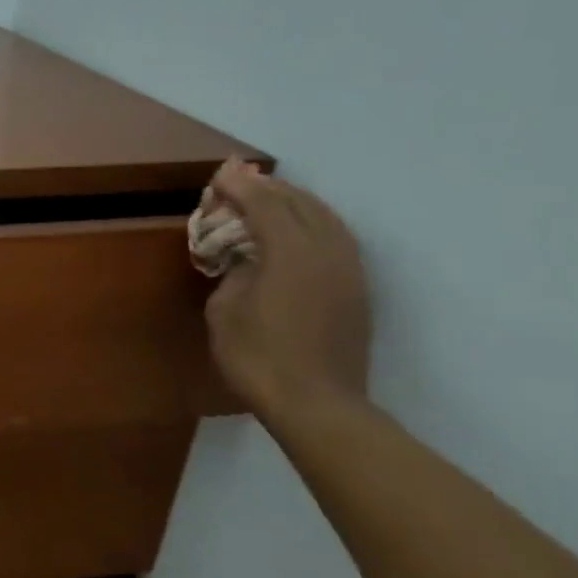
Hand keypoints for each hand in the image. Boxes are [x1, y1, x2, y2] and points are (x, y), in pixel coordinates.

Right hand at [204, 158, 370, 422]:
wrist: (316, 403)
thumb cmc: (258, 358)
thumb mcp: (225, 311)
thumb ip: (236, 273)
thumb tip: (248, 260)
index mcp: (291, 253)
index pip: (265, 204)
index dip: (240, 186)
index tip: (220, 174)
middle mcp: (327, 251)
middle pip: (300, 203)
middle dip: (269, 187)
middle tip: (240, 178)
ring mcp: (349, 269)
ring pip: (326, 217)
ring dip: (295, 201)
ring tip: (270, 197)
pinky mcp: (357, 289)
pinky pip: (337, 238)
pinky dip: (313, 222)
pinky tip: (299, 229)